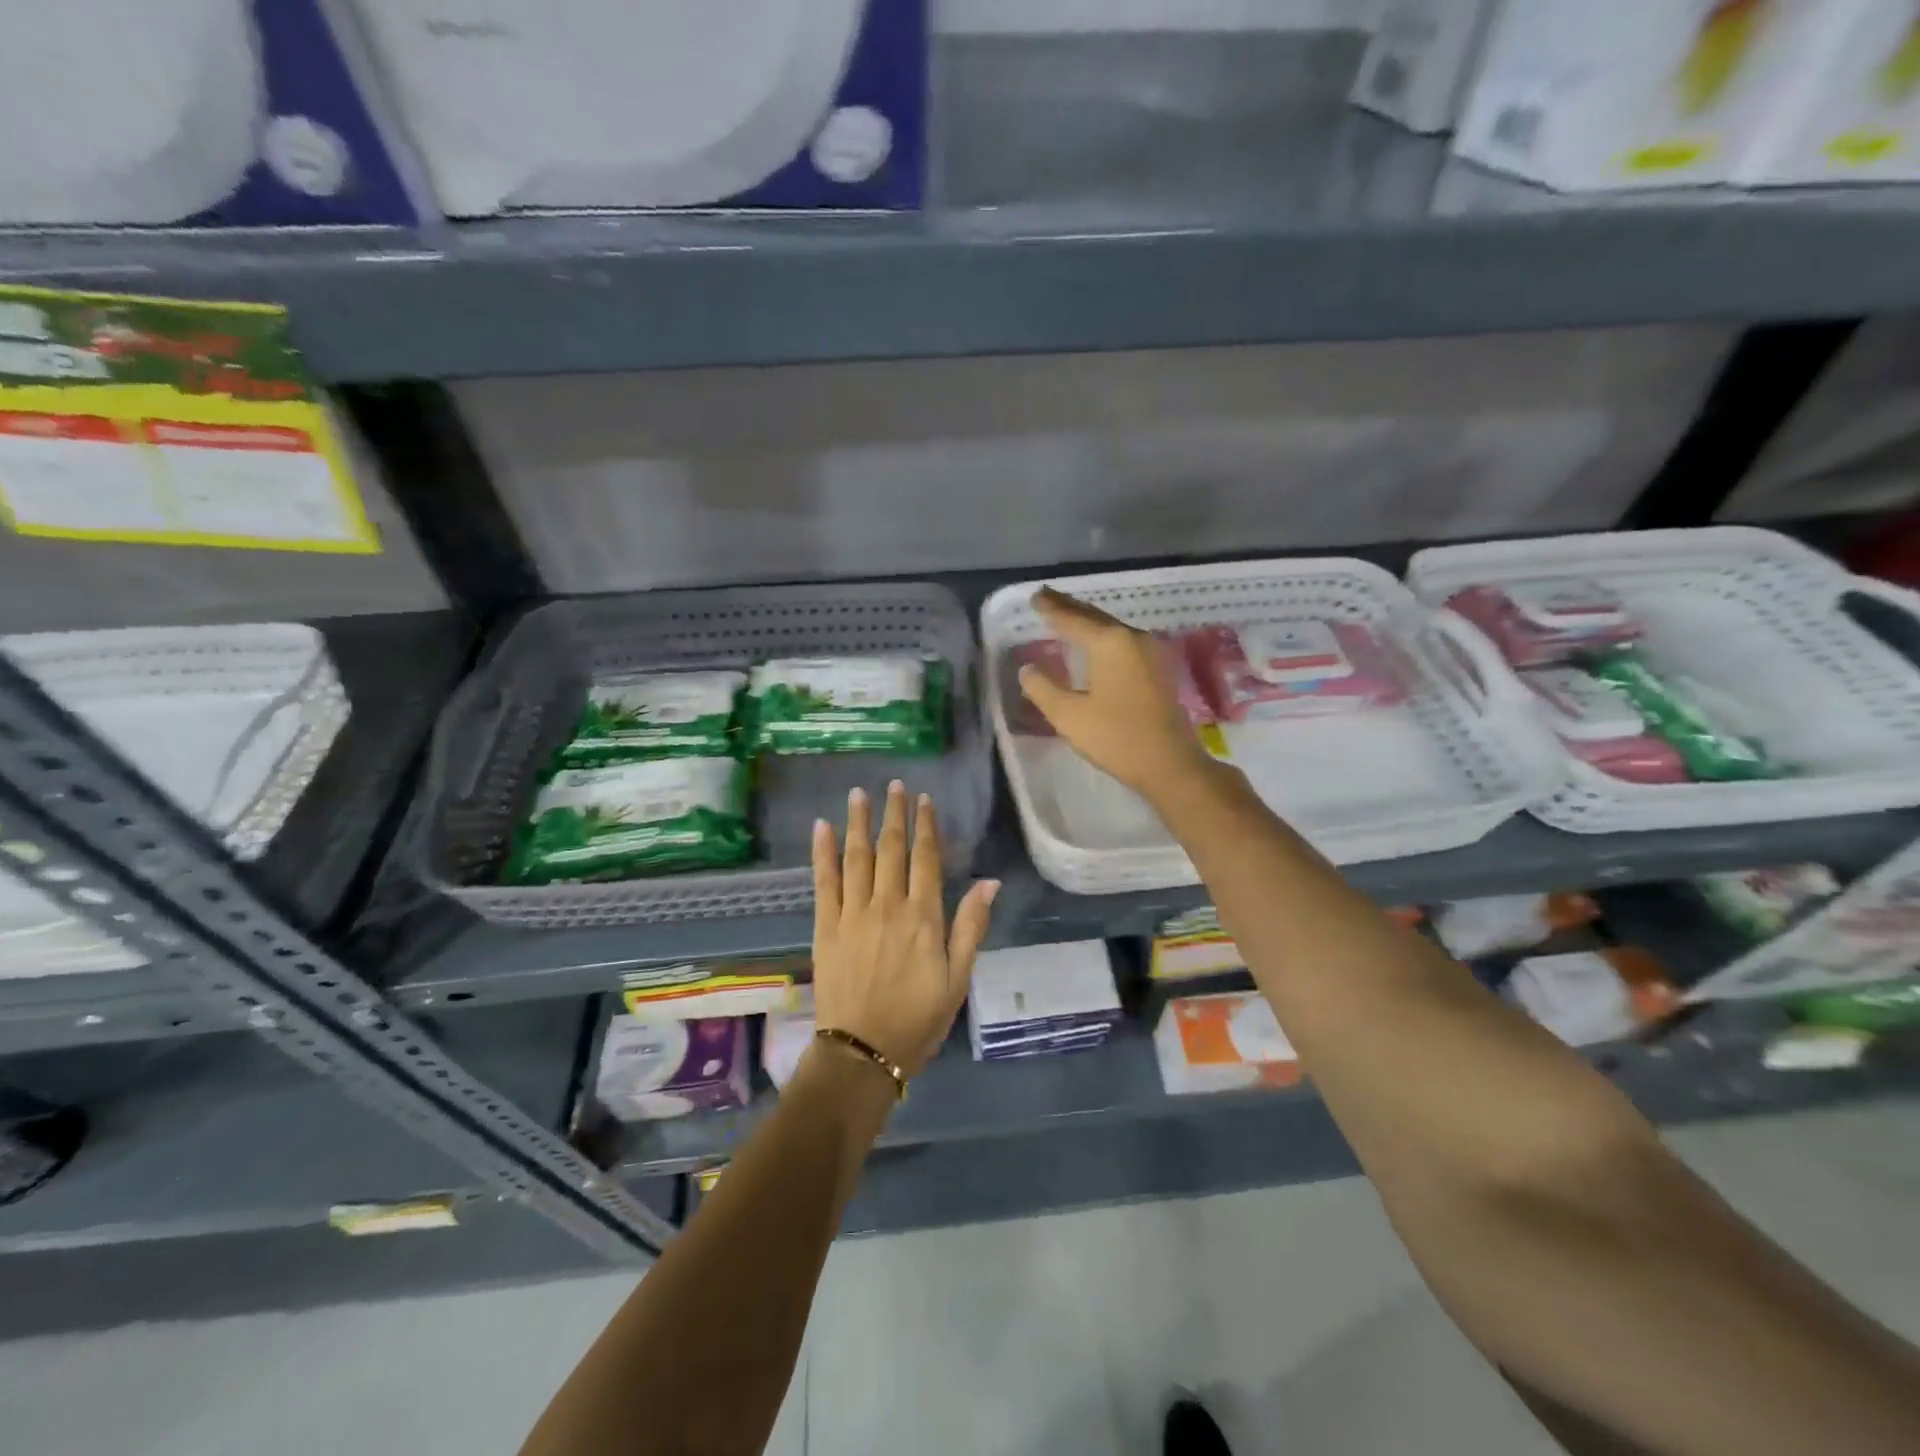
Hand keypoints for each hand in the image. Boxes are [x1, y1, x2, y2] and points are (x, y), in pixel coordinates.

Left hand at [810, 781, 998, 1079]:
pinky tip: (821, 828)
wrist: (862, 1052)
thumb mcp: (957, 979)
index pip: (926, 858)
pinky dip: (822, 853)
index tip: (924, 800)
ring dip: (858, 823)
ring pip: (857, 857)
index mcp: (923, 916)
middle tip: (894, 785)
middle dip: (894, 814)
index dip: (925, 826)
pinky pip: (824, 881)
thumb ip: (970, 927)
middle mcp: (888, 905)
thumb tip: (989, 883)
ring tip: (859, 794)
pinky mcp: (826, 926)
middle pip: (891, 848)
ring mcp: (853, 913)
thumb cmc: (918, 1019)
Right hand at [1017, 587, 1214, 798]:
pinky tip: (1096, 643)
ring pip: (1111, 628)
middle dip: (1070, 608)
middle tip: (1047, 597)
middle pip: (1095, 617)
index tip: (1035, 596)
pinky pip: (1123, 642)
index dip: (1051, 609)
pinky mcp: (1159, 669)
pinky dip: (1103, 636)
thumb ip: (1043, 689)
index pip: (1072, 619)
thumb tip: (1027, 669)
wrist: (1170, 764)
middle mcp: (1133, 638)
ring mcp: (1151, 652)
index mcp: (1110, 642)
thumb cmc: (1116, 738)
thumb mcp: (1068, 716)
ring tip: (1067, 615)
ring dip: (1088, 621)